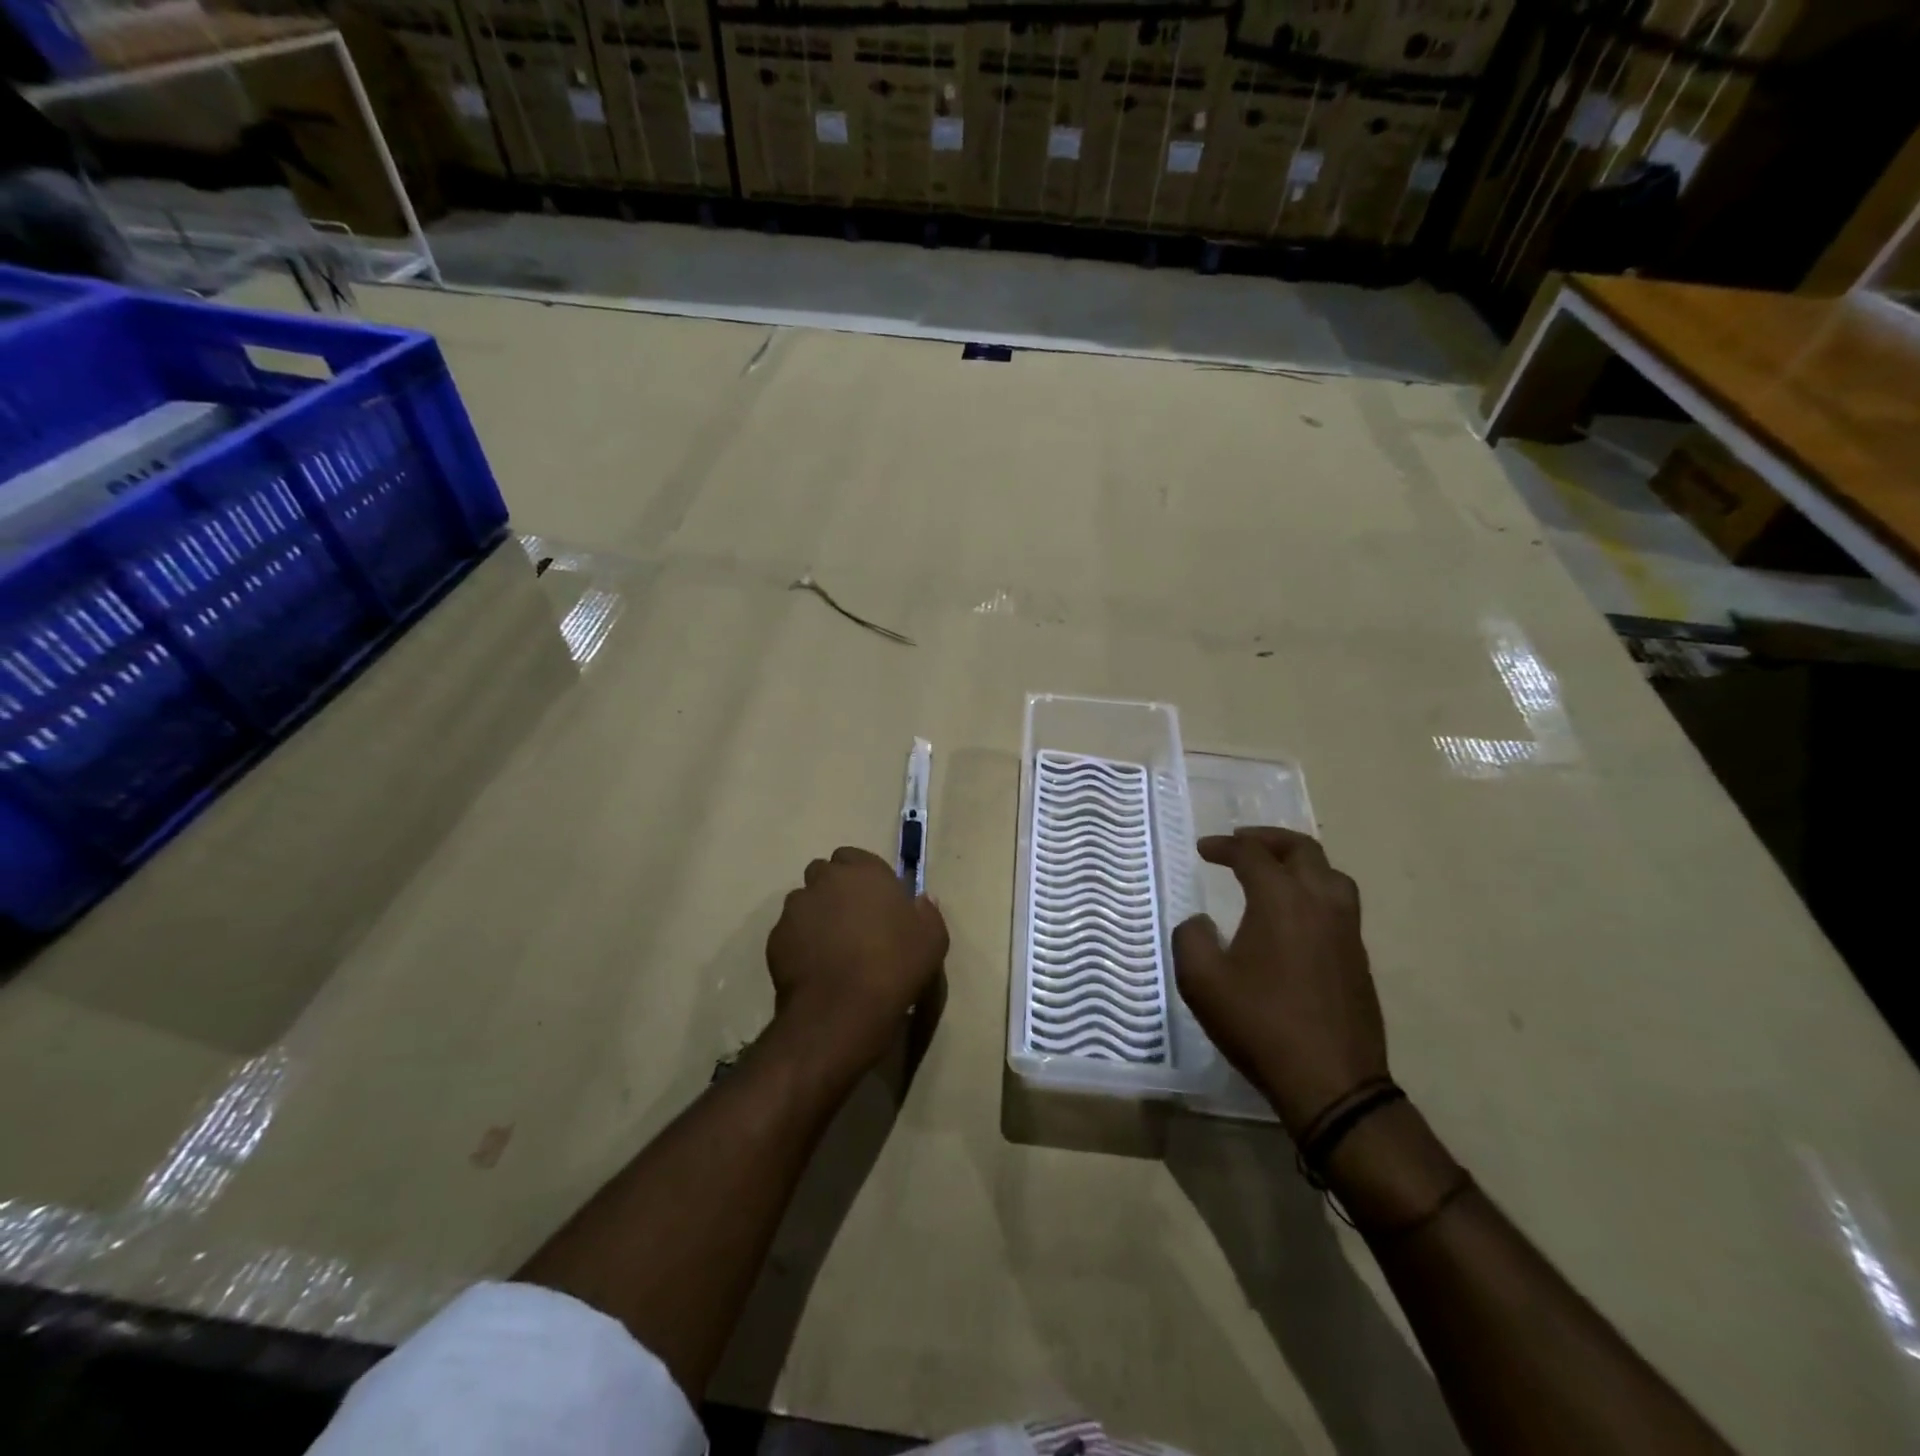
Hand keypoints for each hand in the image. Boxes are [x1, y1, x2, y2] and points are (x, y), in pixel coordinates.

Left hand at [766, 846, 948, 1076]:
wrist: (843, 1008)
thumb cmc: (895, 965)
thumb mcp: (932, 939)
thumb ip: (926, 912)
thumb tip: (919, 901)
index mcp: (864, 871)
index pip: (854, 856)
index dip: (861, 876)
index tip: (873, 899)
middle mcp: (825, 880)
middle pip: (824, 874)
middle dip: (834, 890)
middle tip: (852, 920)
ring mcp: (796, 908)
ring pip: (804, 902)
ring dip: (815, 914)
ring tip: (831, 946)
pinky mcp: (776, 937)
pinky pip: (789, 931)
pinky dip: (800, 942)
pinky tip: (815, 966)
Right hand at [1171, 827, 1386, 1137]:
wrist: (1331, 1082)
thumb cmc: (1260, 1024)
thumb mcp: (1201, 981)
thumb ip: (1190, 938)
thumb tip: (1201, 922)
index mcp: (1281, 900)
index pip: (1252, 854)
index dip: (1224, 846)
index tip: (1202, 849)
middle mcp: (1320, 903)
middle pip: (1301, 850)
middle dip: (1267, 839)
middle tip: (1240, 843)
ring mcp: (1347, 929)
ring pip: (1330, 873)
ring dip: (1298, 861)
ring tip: (1274, 870)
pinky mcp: (1358, 956)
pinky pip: (1339, 902)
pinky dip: (1314, 889)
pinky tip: (1294, 913)